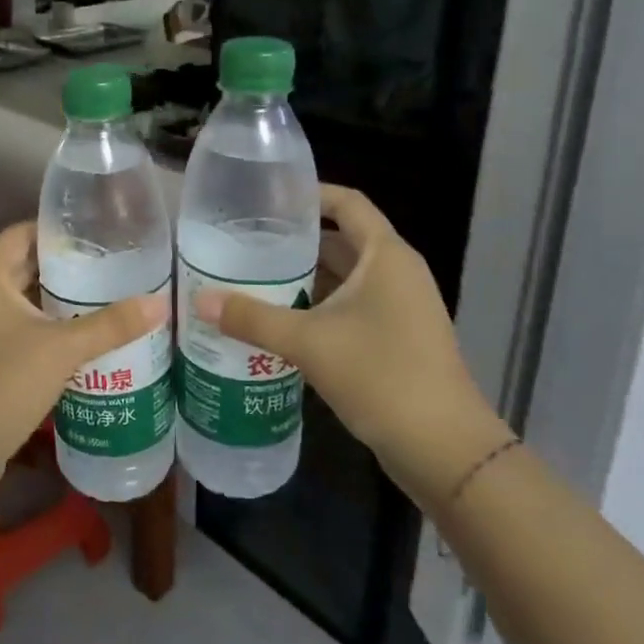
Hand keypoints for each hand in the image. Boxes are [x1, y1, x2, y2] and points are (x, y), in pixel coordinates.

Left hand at [0, 222, 168, 500]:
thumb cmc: (1, 385)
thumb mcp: (62, 350)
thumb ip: (111, 325)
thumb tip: (160, 303)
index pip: (22, 234)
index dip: (57, 230)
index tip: (98, 233)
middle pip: (21, 266)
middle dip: (64, 268)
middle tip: (112, 268)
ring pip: (18, 301)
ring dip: (54, 301)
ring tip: (104, 300)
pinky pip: (12, 329)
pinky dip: (41, 328)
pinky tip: (77, 341)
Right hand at [193, 185, 507, 507]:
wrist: (444, 449)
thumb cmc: (381, 376)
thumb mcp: (309, 343)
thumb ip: (253, 318)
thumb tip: (200, 301)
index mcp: (386, 256)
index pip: (348, 204)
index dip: (310, 193)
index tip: (268, 196)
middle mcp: (397, 273)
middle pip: (343, 241)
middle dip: (296, 240)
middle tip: (245, 241)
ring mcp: (401, 308)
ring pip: (346, 278)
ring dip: (305, 277)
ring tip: (253, 277)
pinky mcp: (398, 339)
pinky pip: (352, 307)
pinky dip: (319, 306)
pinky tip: (282, 320)